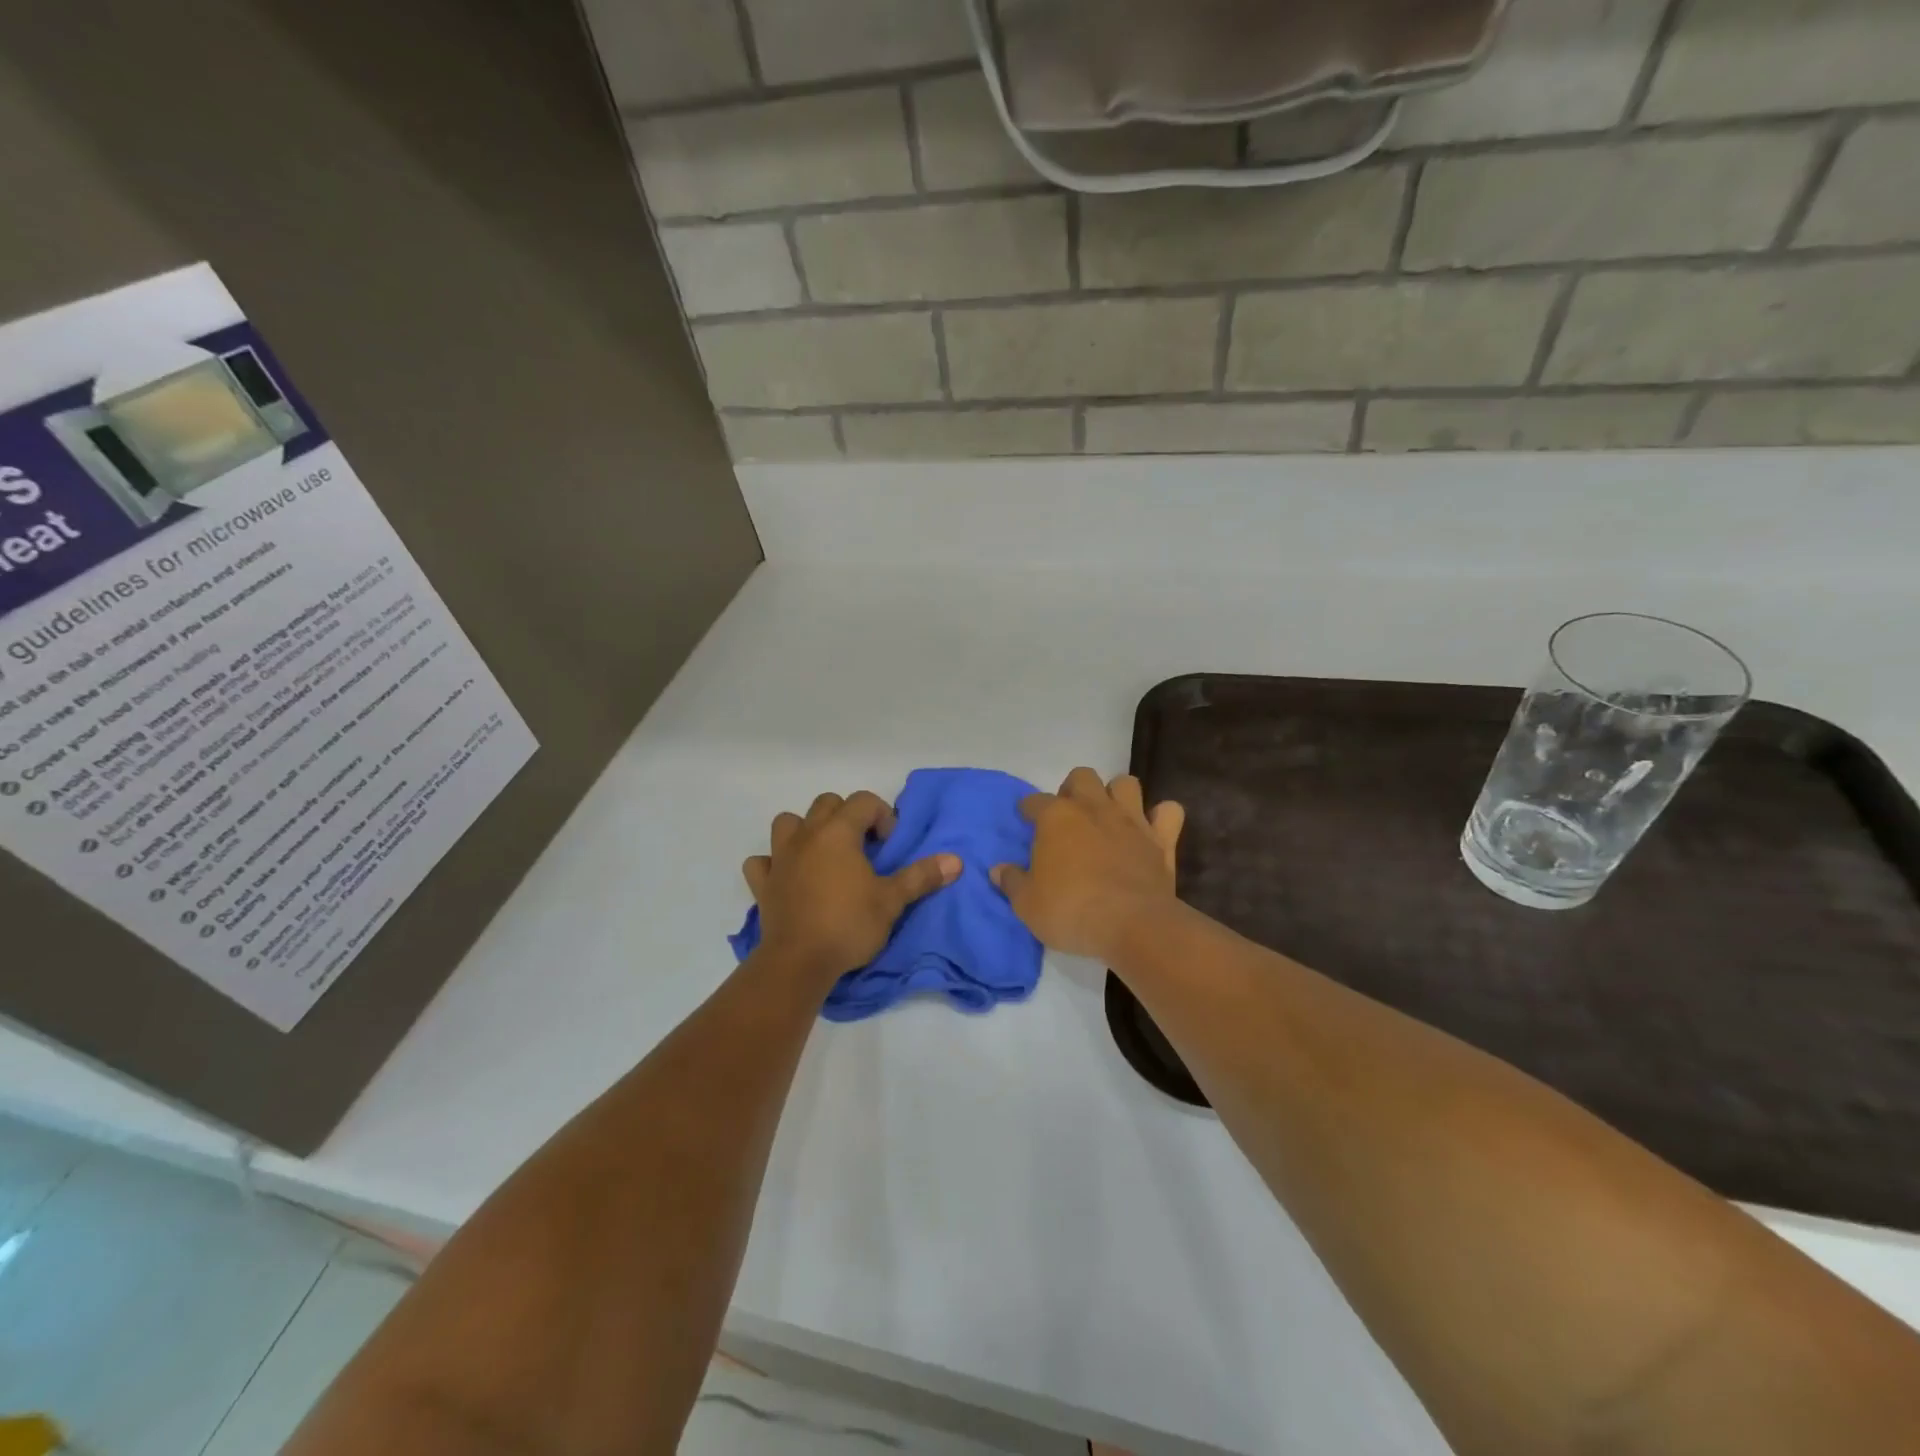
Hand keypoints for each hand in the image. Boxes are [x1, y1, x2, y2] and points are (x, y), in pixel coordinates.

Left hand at [743, 790, 959, 981]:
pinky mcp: (763, 884)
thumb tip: (956, 861)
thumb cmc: (849, 924)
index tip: (889, 845)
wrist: (799, 962)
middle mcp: (806, 836)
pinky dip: (773, 864)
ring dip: (805, 831)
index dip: (881, 815)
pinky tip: (788, 878)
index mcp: (838, 833)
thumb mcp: (891, 901)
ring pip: (787, 823)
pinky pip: (761, 862)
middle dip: (847, 817)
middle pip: (826, 804)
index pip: (862, 801)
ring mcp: (780, 858)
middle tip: (863, 848)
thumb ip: (921, 877)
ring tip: (824, 855)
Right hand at [991, 768, 1183, 960]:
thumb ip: (1012, 882)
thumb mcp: (1027, 904)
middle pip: (1082, 777)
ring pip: (1126, 783)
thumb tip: (998, 870)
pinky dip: (1161, 817)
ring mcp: (1131, 819)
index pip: (1035, 801)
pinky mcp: (1161, 839)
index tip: (1026, 818)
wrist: (1132, 925)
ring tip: (1108, 817)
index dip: (1028, 809)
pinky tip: (1152, 830)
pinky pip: (1169, 812)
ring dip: (1116, 795)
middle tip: (1068, 817)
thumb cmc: (1070, 911)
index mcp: (1056, 817)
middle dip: (1073, 790)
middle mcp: (1093, 808)